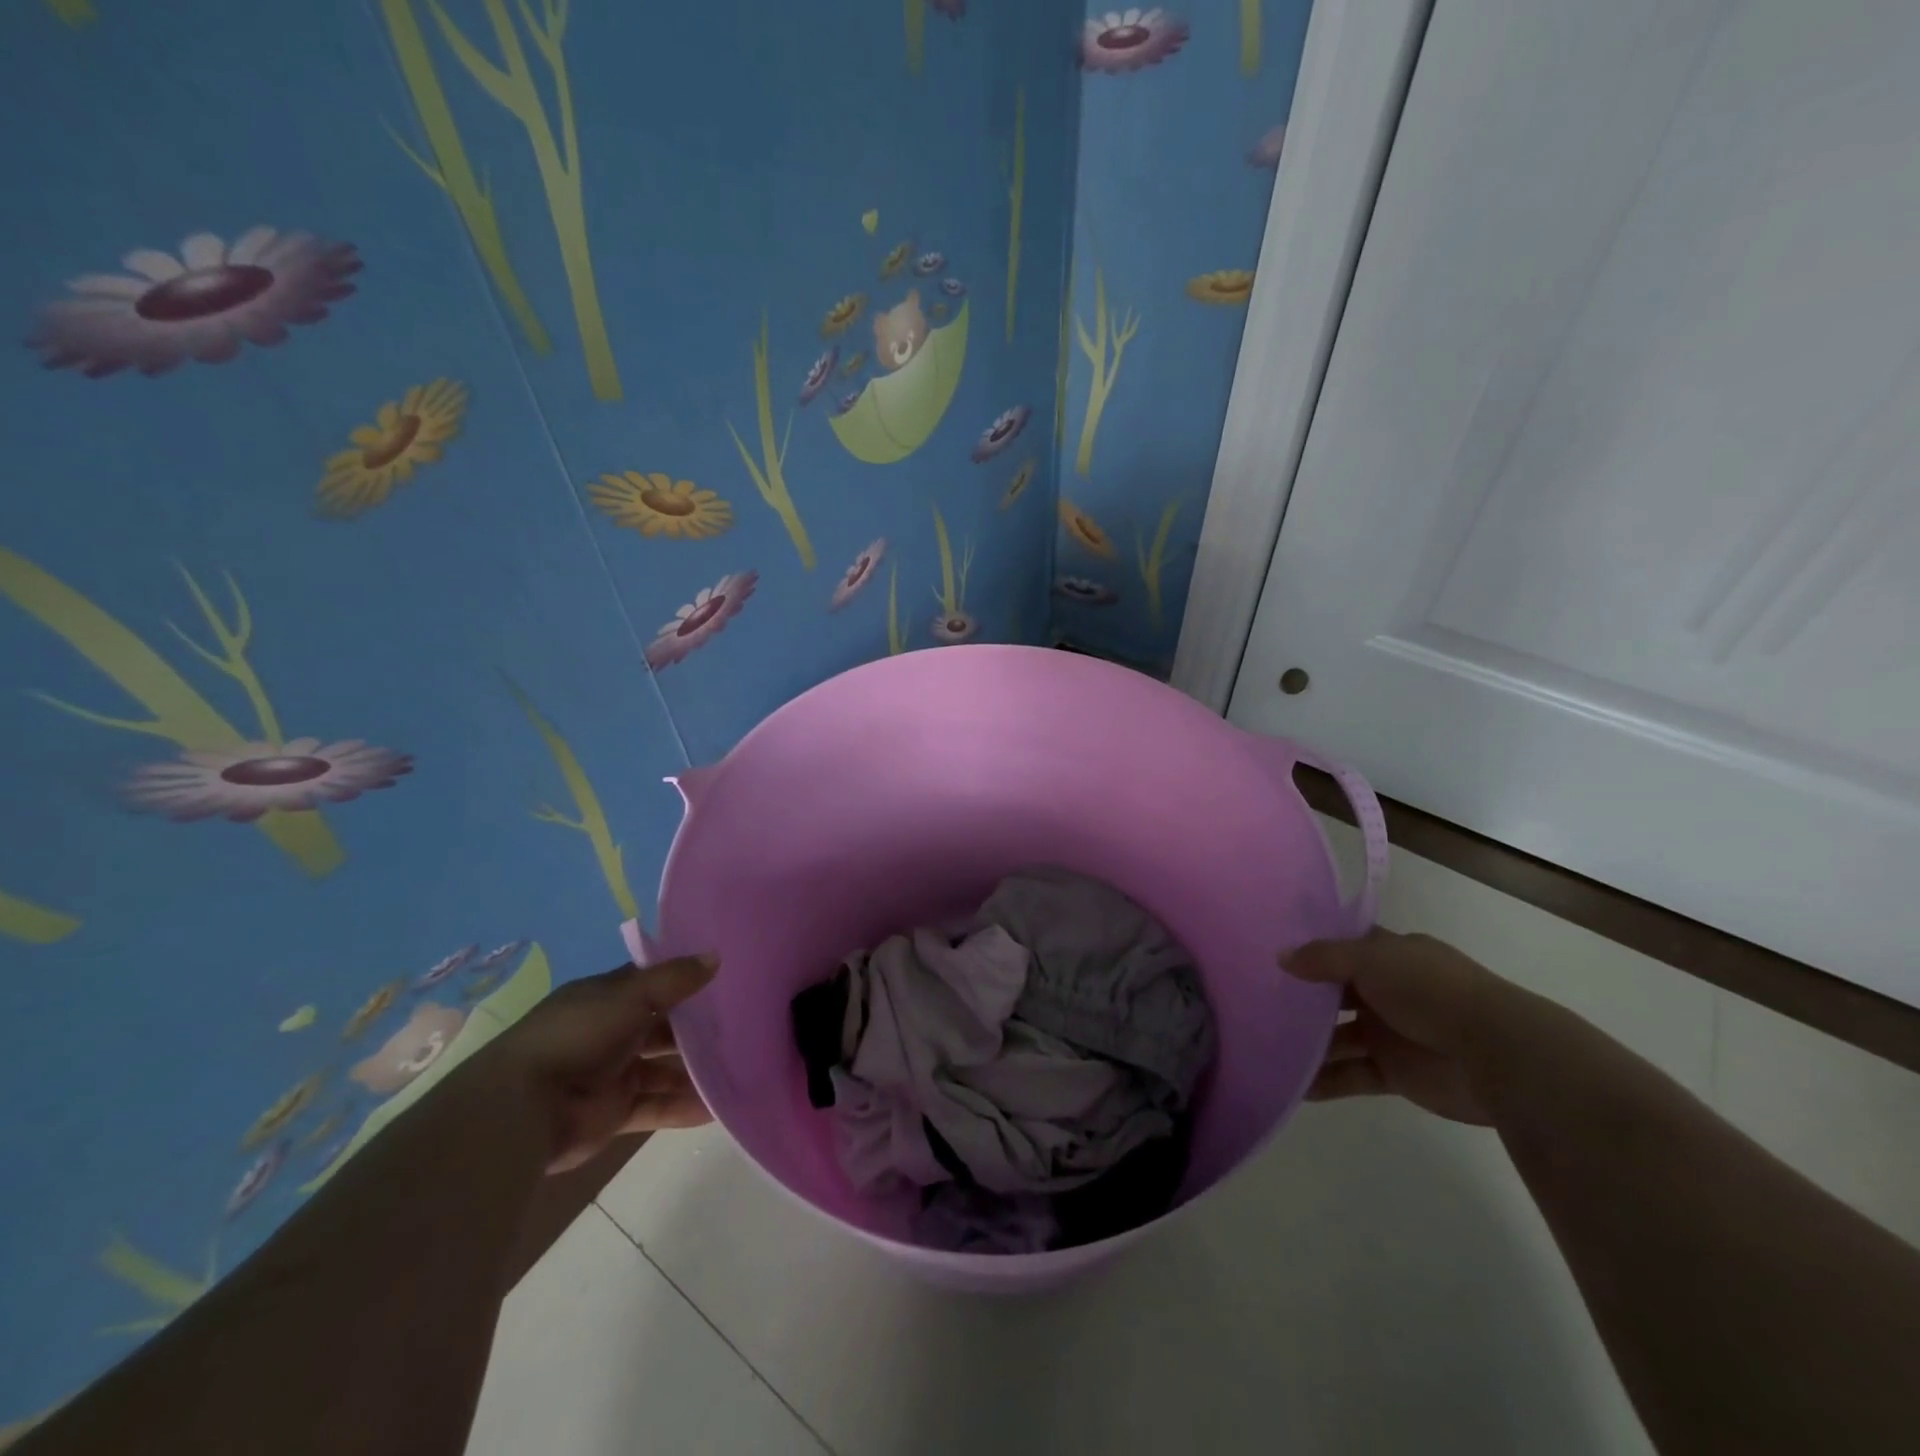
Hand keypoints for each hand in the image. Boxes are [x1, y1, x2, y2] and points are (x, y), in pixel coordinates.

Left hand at [479, 955, 718, 1172]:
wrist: (522, 1108)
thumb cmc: (576, 1036)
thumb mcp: (629, 996)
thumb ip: (674, 979)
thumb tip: (716, 957)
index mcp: (606, 997)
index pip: (652, 982)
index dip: (684, 979)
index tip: (725, 976)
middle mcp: (610, 1032)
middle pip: (663, 1027)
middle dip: (697, 1028)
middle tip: (744, 1025)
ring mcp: (613, 1074)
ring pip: (663, 1069)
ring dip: (696, 1071)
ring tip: (742, 1067)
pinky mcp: (615, 1112)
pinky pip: (657, 1106)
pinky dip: (685, 1107)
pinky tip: (720, 1108)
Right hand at [1285, 929, 1514, 1125]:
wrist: (1495, 1053)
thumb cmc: (1430, 991)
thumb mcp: (1372, 959)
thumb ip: (1324, 958)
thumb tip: (1281, 957)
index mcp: (1390, 957)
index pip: (1343, 948)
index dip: (1311, 950)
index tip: (1271, 954)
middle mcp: (1388, 992)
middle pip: (1335, 993)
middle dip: (1302, 999)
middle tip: (1256, 1002)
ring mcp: (1392, 1034)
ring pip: (1339, 1037)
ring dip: (1308, 1044)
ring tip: (1265, 1047)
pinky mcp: (1396, 1074)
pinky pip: (1352, 1074)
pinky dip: (1326, 1080)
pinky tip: (1294, 1086)